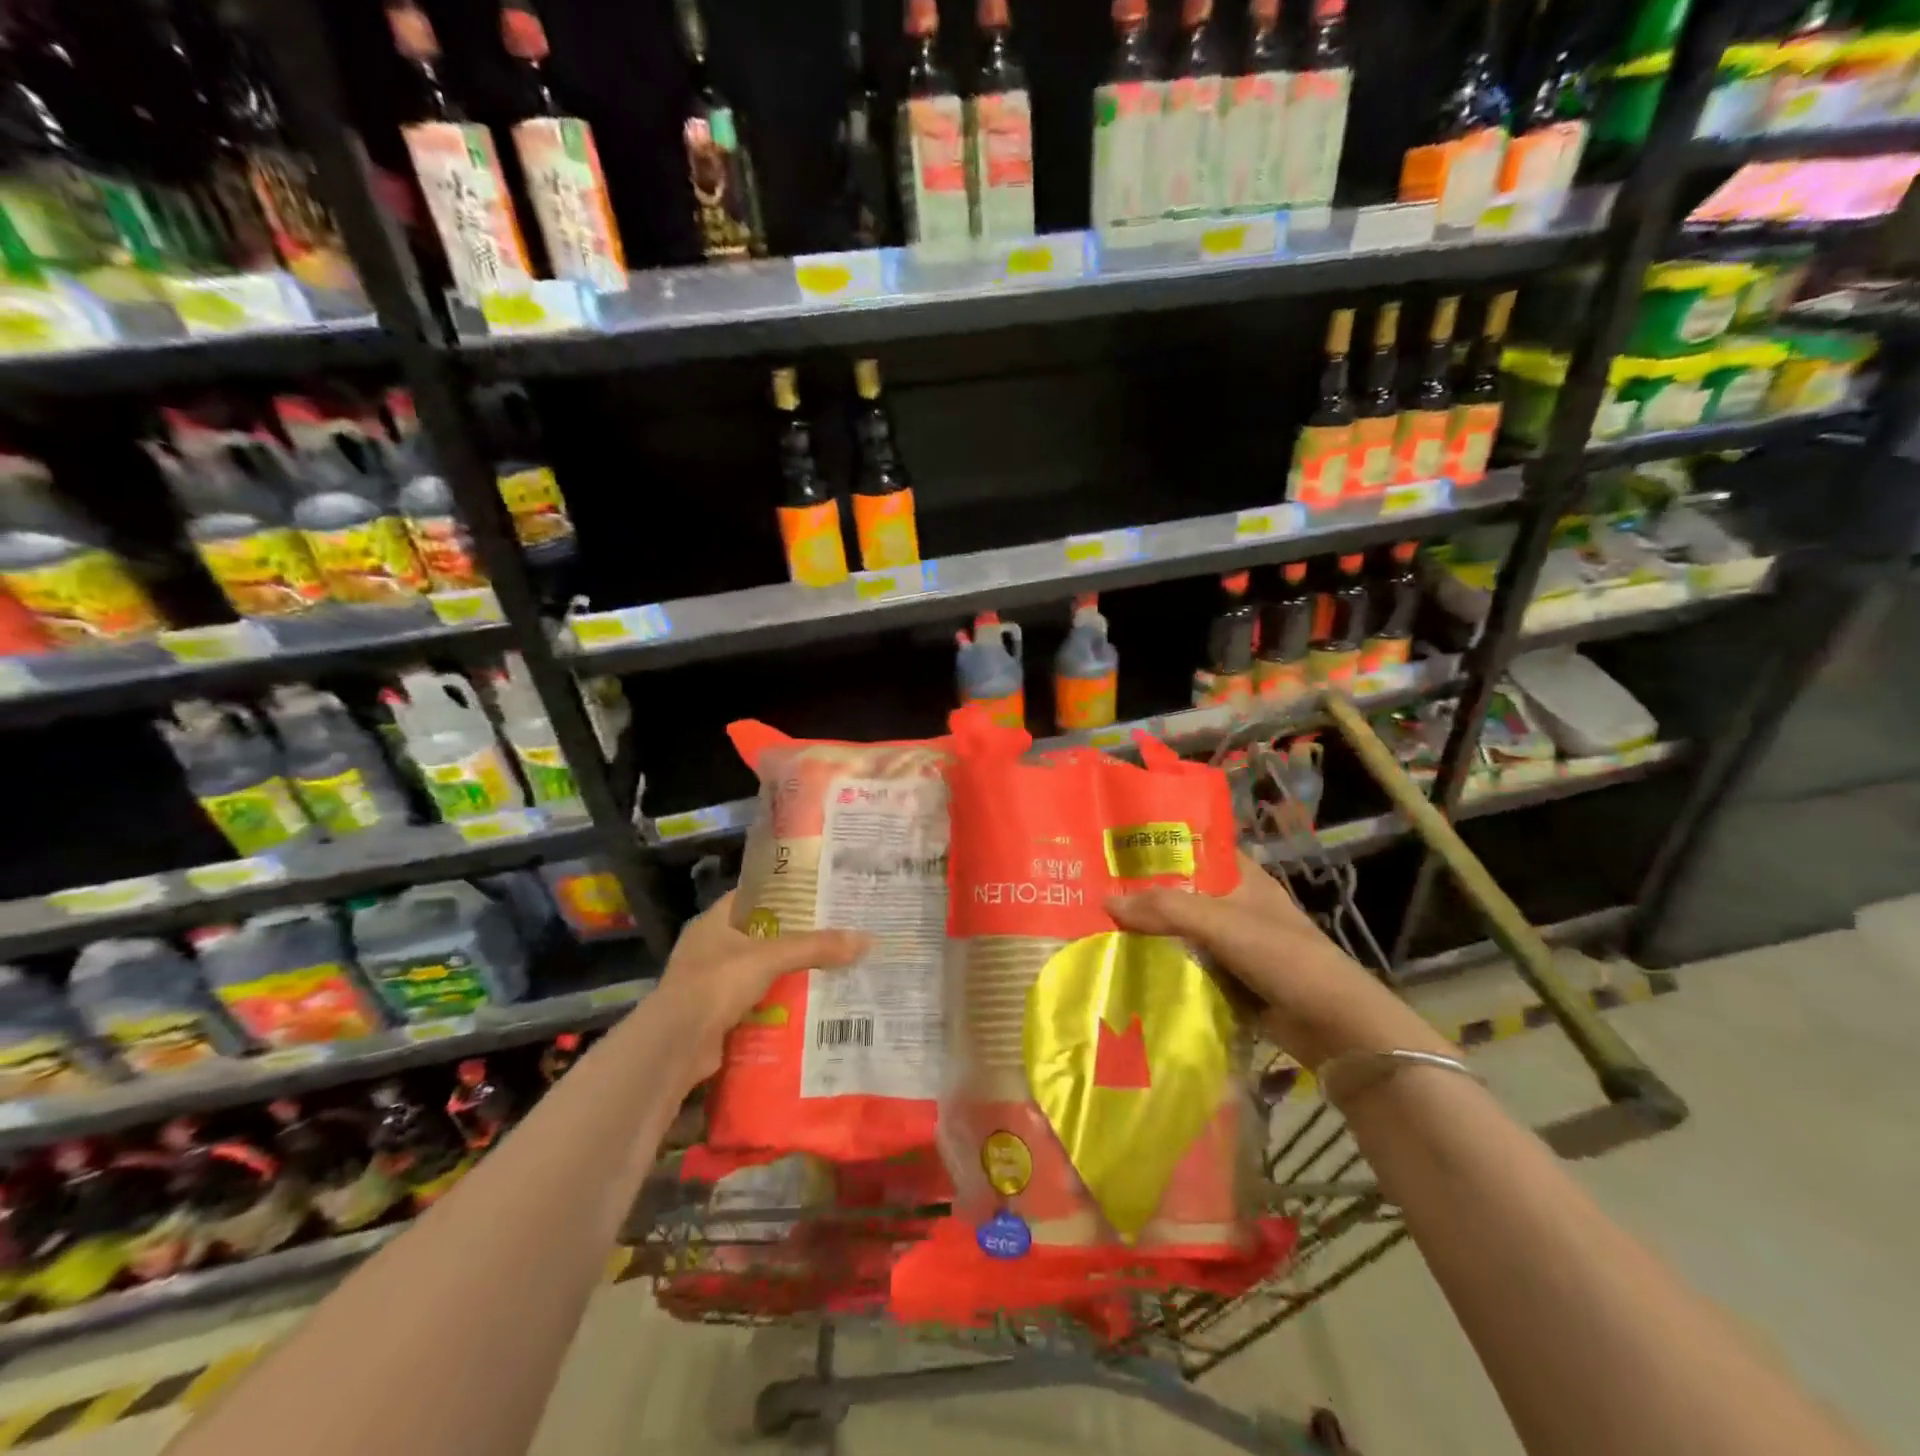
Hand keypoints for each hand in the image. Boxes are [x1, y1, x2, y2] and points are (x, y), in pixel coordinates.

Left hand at [654, 891, 869, 1079]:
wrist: (675, 1045)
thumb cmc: (716, 983)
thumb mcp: (770, 957)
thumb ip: (815, 948)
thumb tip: (866, 940)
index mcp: (714, 921)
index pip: (753, 895)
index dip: (784, 892)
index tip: (818, 893)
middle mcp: (710, 947)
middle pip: (760, 935)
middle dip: (794, 937)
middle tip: (834, 932)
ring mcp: (711, 983)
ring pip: (759, 971)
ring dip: (787, 974)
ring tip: (830, 968)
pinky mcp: (717, 1016)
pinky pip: (756, 1003)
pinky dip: (778, 1005)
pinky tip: (808, 1006)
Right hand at [1107, 852, 1450, 1067]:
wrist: (1334, 1026)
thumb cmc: (1283, 957)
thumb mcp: (1221, 923)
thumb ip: (1165, 909)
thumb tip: (1105, 901)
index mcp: (1243, 878)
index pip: (1195, 849)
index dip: (1159, 845)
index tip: (1116, 846)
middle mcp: (1237, 905)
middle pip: (1182, 892)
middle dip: (1145, 894)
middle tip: (1095, 891)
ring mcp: (1234, 945)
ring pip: (1182, 931)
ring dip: (1151, 933)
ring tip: (1100, 927)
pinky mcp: (1231, 979)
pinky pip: (1188, 965)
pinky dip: (1164, 966)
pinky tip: (1128, 966)